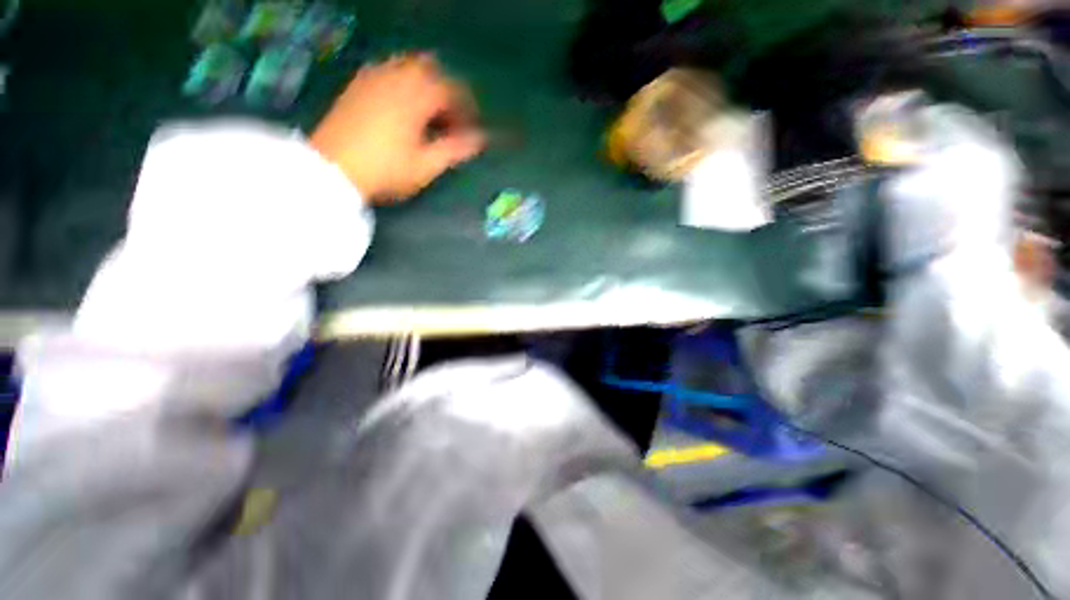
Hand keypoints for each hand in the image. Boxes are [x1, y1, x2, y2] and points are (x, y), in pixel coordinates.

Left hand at [310, 53, 484, 203]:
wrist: (332, 170)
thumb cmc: (385, 170)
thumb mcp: (426, 165)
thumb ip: (455, 149)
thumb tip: (480, 139)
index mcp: (416, 96)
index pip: (451, 90)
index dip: (466, 110)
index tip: (470, 131)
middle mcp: (396, 77)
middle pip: (430, 69)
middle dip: (445, 91)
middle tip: (449, 118)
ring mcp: (374, 77)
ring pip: (408, 66)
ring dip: (425, 85)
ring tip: (428, 114)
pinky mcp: (357, 84)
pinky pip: (388, 71)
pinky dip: (403, 83)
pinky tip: (402, 108)